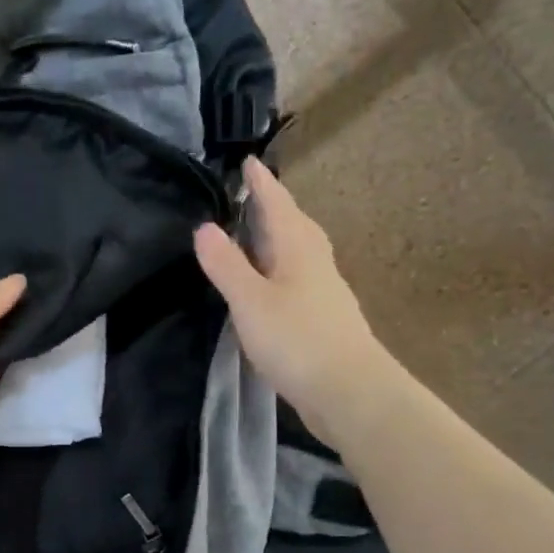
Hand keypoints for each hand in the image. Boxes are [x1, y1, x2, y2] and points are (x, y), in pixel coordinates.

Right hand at [195, 158, 390, 441]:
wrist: (350, 392)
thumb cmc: (298, 340)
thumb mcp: (250, 300)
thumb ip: (226, 264)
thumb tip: (204, 226)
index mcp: (298, 248)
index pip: (278, 204)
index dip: (262, 183)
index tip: (249, 161)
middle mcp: (315, 262)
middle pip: (295, 224)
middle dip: (274, 207)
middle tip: (252, 195)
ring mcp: (324, 291)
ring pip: (299, 252)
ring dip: (279, 238)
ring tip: (257, 236)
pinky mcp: (323, 318)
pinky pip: (299, 277)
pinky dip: (281, 269)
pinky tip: (272, 284)